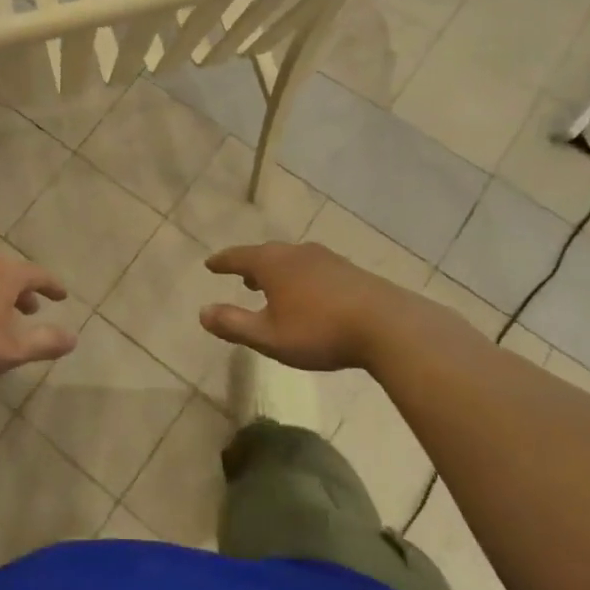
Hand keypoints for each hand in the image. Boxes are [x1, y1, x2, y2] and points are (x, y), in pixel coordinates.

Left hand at [0, 253, 77, 381]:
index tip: (62, 296)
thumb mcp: (11, 349)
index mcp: (6, 275)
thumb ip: (44, 342)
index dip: (52, 286)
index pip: (37, 274)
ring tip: (1, 313)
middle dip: (24, 290)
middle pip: (10, 272)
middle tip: (32, 308)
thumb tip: (74, 338)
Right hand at [200, 241, 440, 371]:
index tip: (210, 265)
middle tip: (241, 276)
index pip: (238, 257)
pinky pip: (314, 269)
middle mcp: (296, 253)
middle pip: (266, 254)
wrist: (387, 326)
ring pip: (293, 260)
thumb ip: (234, 324)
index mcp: (272, 264)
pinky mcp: (350, 271)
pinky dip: (301, 277)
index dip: (222, 262)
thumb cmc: (319, 330)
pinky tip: (310, 295)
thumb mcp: (269, 336)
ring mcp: (326, 259)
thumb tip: (202, 313)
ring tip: (273, 286)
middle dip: (251, 265)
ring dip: (278, 271)